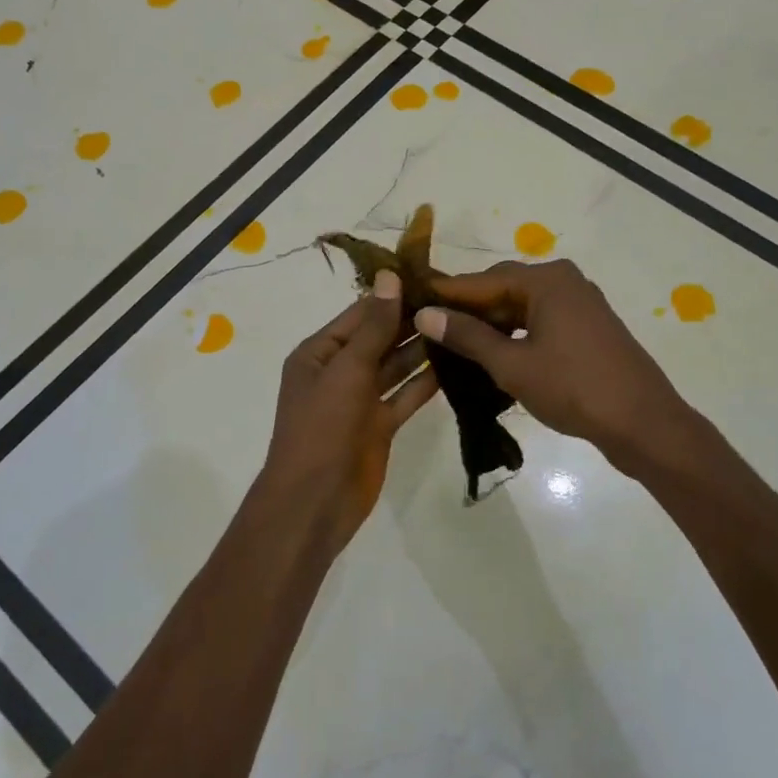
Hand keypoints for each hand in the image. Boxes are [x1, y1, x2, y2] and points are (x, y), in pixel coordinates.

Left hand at [256, 270, 440, 554]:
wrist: (314, 501)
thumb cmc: (322, 428)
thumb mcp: (346, 370)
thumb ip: (373, 326)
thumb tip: (390, 276)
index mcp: (319, 353)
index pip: (361, 314)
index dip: (393, 295)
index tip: (433, 278)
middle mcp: (339, 371)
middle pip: (380, 338)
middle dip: (412, 321)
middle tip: (459, 301)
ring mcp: (360, 400)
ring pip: (395, 366)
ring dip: (423, 350)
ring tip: (462, 327)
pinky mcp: (379, 425)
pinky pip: (405, 396)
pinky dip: (426, 383)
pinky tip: (456, 365)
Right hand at [415, 260, 701, 476]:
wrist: (644, 423)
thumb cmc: (574, 389)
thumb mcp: (512, 364)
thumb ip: (467, 336)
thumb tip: (425, 314)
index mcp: (546, 280)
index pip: (481, 280)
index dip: (445, 294)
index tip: (410, 302)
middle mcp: (563, 281)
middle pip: (502, 289)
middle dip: (467, 310)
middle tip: (429, 329)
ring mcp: (579, 304)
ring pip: (520, 307)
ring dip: (490, 325)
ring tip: (454, 346)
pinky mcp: (587, 328)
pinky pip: (539, 321)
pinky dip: (514, 335)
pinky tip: (492, 355)